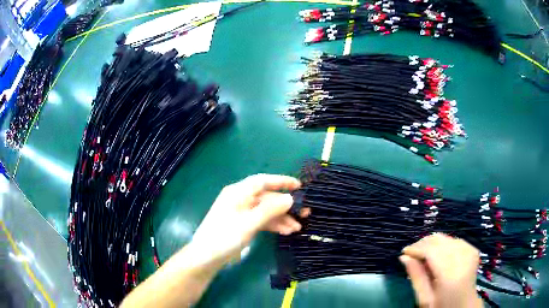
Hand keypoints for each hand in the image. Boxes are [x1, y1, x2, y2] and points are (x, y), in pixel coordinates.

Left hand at [190, 174, 305, 265]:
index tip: (299, 186)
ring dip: (281, 218)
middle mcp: (240, 199)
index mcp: (238, 193)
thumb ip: (270, 210)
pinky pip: (261, 220)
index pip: (262, 181)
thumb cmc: (225, 237)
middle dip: (285, 206)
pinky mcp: (242, 224)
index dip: (281, 181)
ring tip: (297, 228)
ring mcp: (241, 213)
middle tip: (304, 213)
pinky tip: (285, 231)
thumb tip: (290, 198)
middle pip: (266, 198)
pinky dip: (272, 225)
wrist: (206, 257)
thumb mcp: (249, 223)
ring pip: (265, 211)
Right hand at [399, 233, 481, 307]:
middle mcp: (463, 258)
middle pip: (440, 241)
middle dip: (423, 244)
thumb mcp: (425, 299)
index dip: (416, 248)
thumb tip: (404, 257)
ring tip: (423, 254)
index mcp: (450, 275)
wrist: (464, 305)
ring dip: (432, 244)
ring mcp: (470, 251)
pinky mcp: (473, 249)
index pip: (431, 251)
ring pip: (446, 238)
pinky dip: (443, 244)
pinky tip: (438, 254)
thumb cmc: (441, 306)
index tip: (404, 252)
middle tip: (411, 253)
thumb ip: (416, 277)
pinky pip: (454, 240)